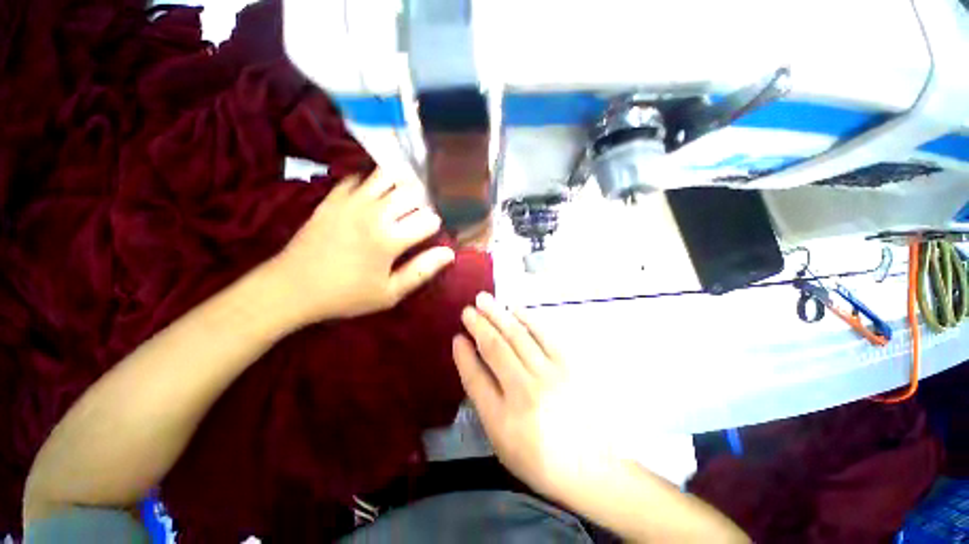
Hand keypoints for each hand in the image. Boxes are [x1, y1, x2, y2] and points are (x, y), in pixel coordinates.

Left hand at [271, 170, 454, 322]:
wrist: (292, 286)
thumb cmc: (347, 295)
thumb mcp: (390, 293)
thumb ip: (422, 271)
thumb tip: (449, 253)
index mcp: (390, 239)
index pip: (429, 220)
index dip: (434, 227)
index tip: (429, 235)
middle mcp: (375, 213)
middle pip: (413, 193)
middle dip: (423, 204)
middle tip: (418, 218)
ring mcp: (352, 200)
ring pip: (389, 176)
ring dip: (402, 186)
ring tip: (402, 201)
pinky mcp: (335, 196)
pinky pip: (360, 176)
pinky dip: (374, 181)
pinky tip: (376, 196)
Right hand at [453, 293, 623, 499]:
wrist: (592, 465)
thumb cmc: (540, 457)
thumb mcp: (502, 440)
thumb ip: (485, 399)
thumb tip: (472, 361)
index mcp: (503, 419)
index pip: (475, 378)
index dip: (463, 355)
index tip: (456, 337)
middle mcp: (524, 391)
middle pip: (495, 349)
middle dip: (478, 325)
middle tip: (467, 309)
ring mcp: (549, 375)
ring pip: (517, 336)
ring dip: (498, 315)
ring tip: (484, 300)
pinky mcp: (569, 365)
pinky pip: (544, 334)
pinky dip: (527, 319)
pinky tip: (515, 309)